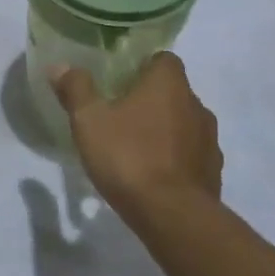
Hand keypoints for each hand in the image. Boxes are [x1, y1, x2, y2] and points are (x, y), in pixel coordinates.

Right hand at [51, 54, 221, 217]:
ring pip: (184, 123)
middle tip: (119, 116)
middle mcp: (196, 104)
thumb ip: (76, 89)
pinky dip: (175, 158)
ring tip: (135, 148)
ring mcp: (209, 140)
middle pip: (173, 91)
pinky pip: (191, 154)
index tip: (119, 81)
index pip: (163, 59)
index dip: (142, 66)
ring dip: (164, 130)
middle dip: (150, 100)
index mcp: (169, 83)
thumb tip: (61, 65)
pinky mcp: (213, 171)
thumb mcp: (89, 121)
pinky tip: (153, 175)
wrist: (173, 216)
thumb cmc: (129, 157)